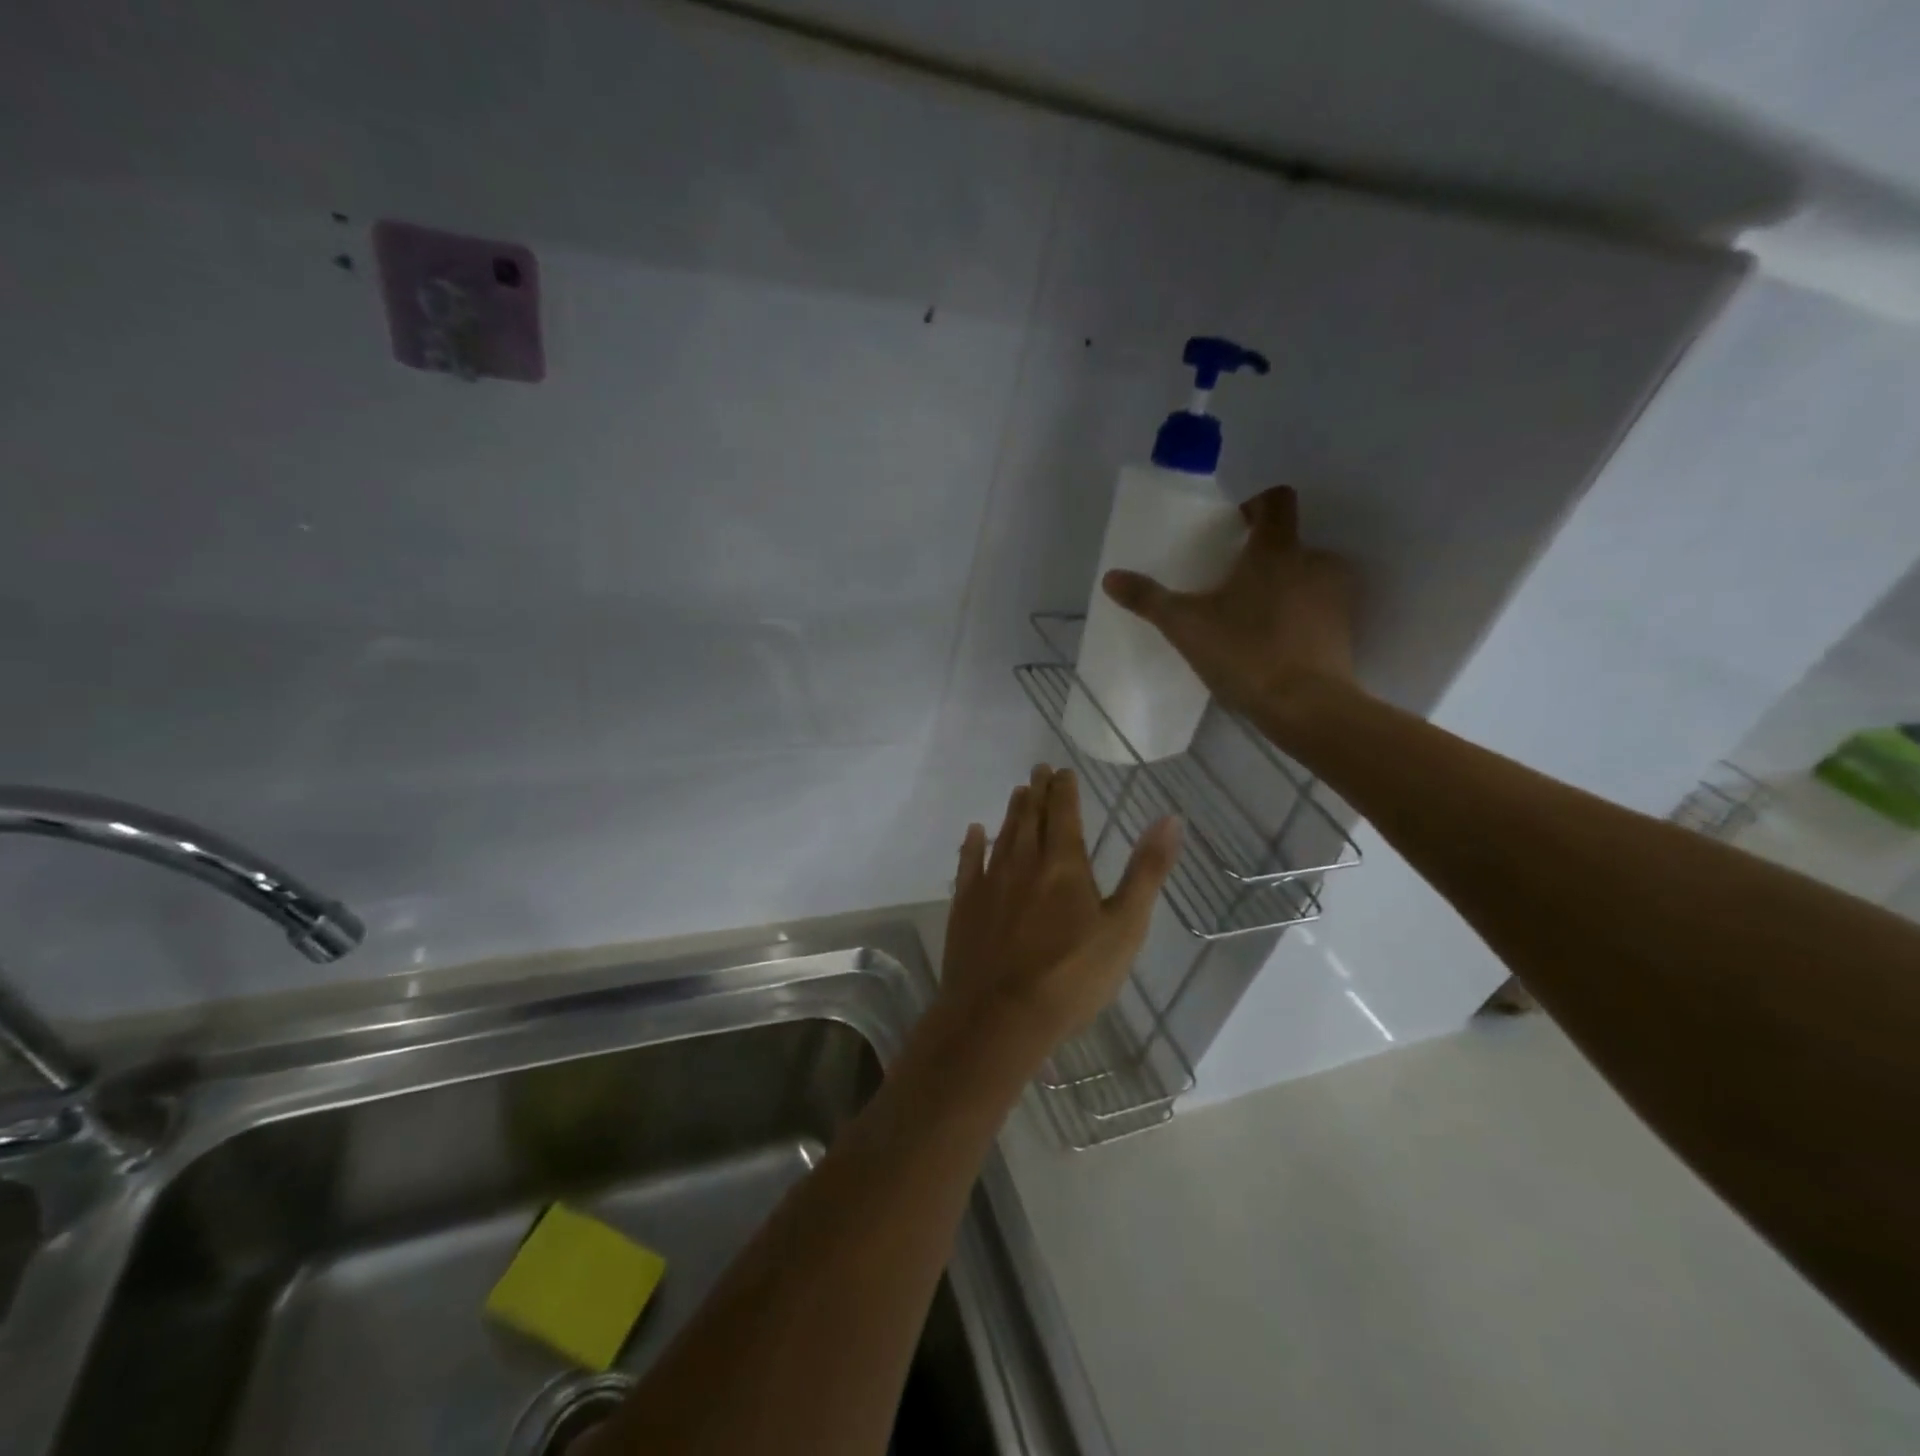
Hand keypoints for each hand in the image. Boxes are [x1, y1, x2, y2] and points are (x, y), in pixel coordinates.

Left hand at [939, 765, 1180, 1050]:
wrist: (1000, 1016)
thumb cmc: (1072, 976)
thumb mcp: (1125, 927)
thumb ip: (1146, 871)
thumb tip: (1171, 818)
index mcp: (1064, 864)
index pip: (1064, 813)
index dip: (1064, 789)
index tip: (1062, 771)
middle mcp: (1024, 862)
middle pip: (1030, 817)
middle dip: (1037, 791)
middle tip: (1038, 770)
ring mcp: (991, 882)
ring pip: (1003, 835)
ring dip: (1013, 812)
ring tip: (1018, 792)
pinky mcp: (965, 905)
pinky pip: (969, 863)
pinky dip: (973, 844)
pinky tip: (975, 832)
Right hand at [1102, 485, 1357, 717]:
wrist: (1306, 706)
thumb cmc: (1245, 653)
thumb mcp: (1185, 626)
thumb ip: (1148, 599)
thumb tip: (1110, 577)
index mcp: (1276, 549)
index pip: (1276, 500)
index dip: (1256, 505)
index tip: (1235, 528)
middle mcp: (1315, 561)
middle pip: (1290, 542)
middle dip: (1263, 557)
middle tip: (1233, 585)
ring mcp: (1336, 595)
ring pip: (1307, 576)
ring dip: (1285, 587)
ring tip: (1253, 618)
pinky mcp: (1346, 628)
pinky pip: (1320, 608)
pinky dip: (1300, 617)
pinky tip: (1275, 644)